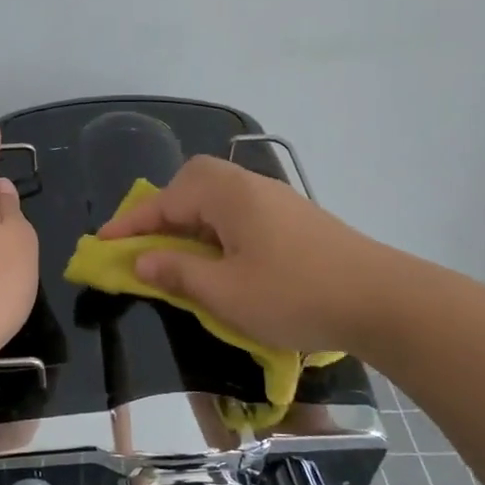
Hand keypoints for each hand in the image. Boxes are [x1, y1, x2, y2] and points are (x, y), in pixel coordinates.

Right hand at [98, 155, 379, 351]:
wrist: (383, 300)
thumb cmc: (295, 295)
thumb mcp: (225, 292)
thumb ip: (177, 273)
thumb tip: (140, 261)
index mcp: (229, 196)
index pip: (166, 200)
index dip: (131, 223)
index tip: (101, 242)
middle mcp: (251, 187)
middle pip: (193, 184)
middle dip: (163, 211)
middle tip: (146, 244)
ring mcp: (277, 201)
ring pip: (218, 199)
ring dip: (191, 222)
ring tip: (178, 256)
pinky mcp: (295, 220)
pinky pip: (240, 214)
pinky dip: (217, 230)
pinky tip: (222, 260)